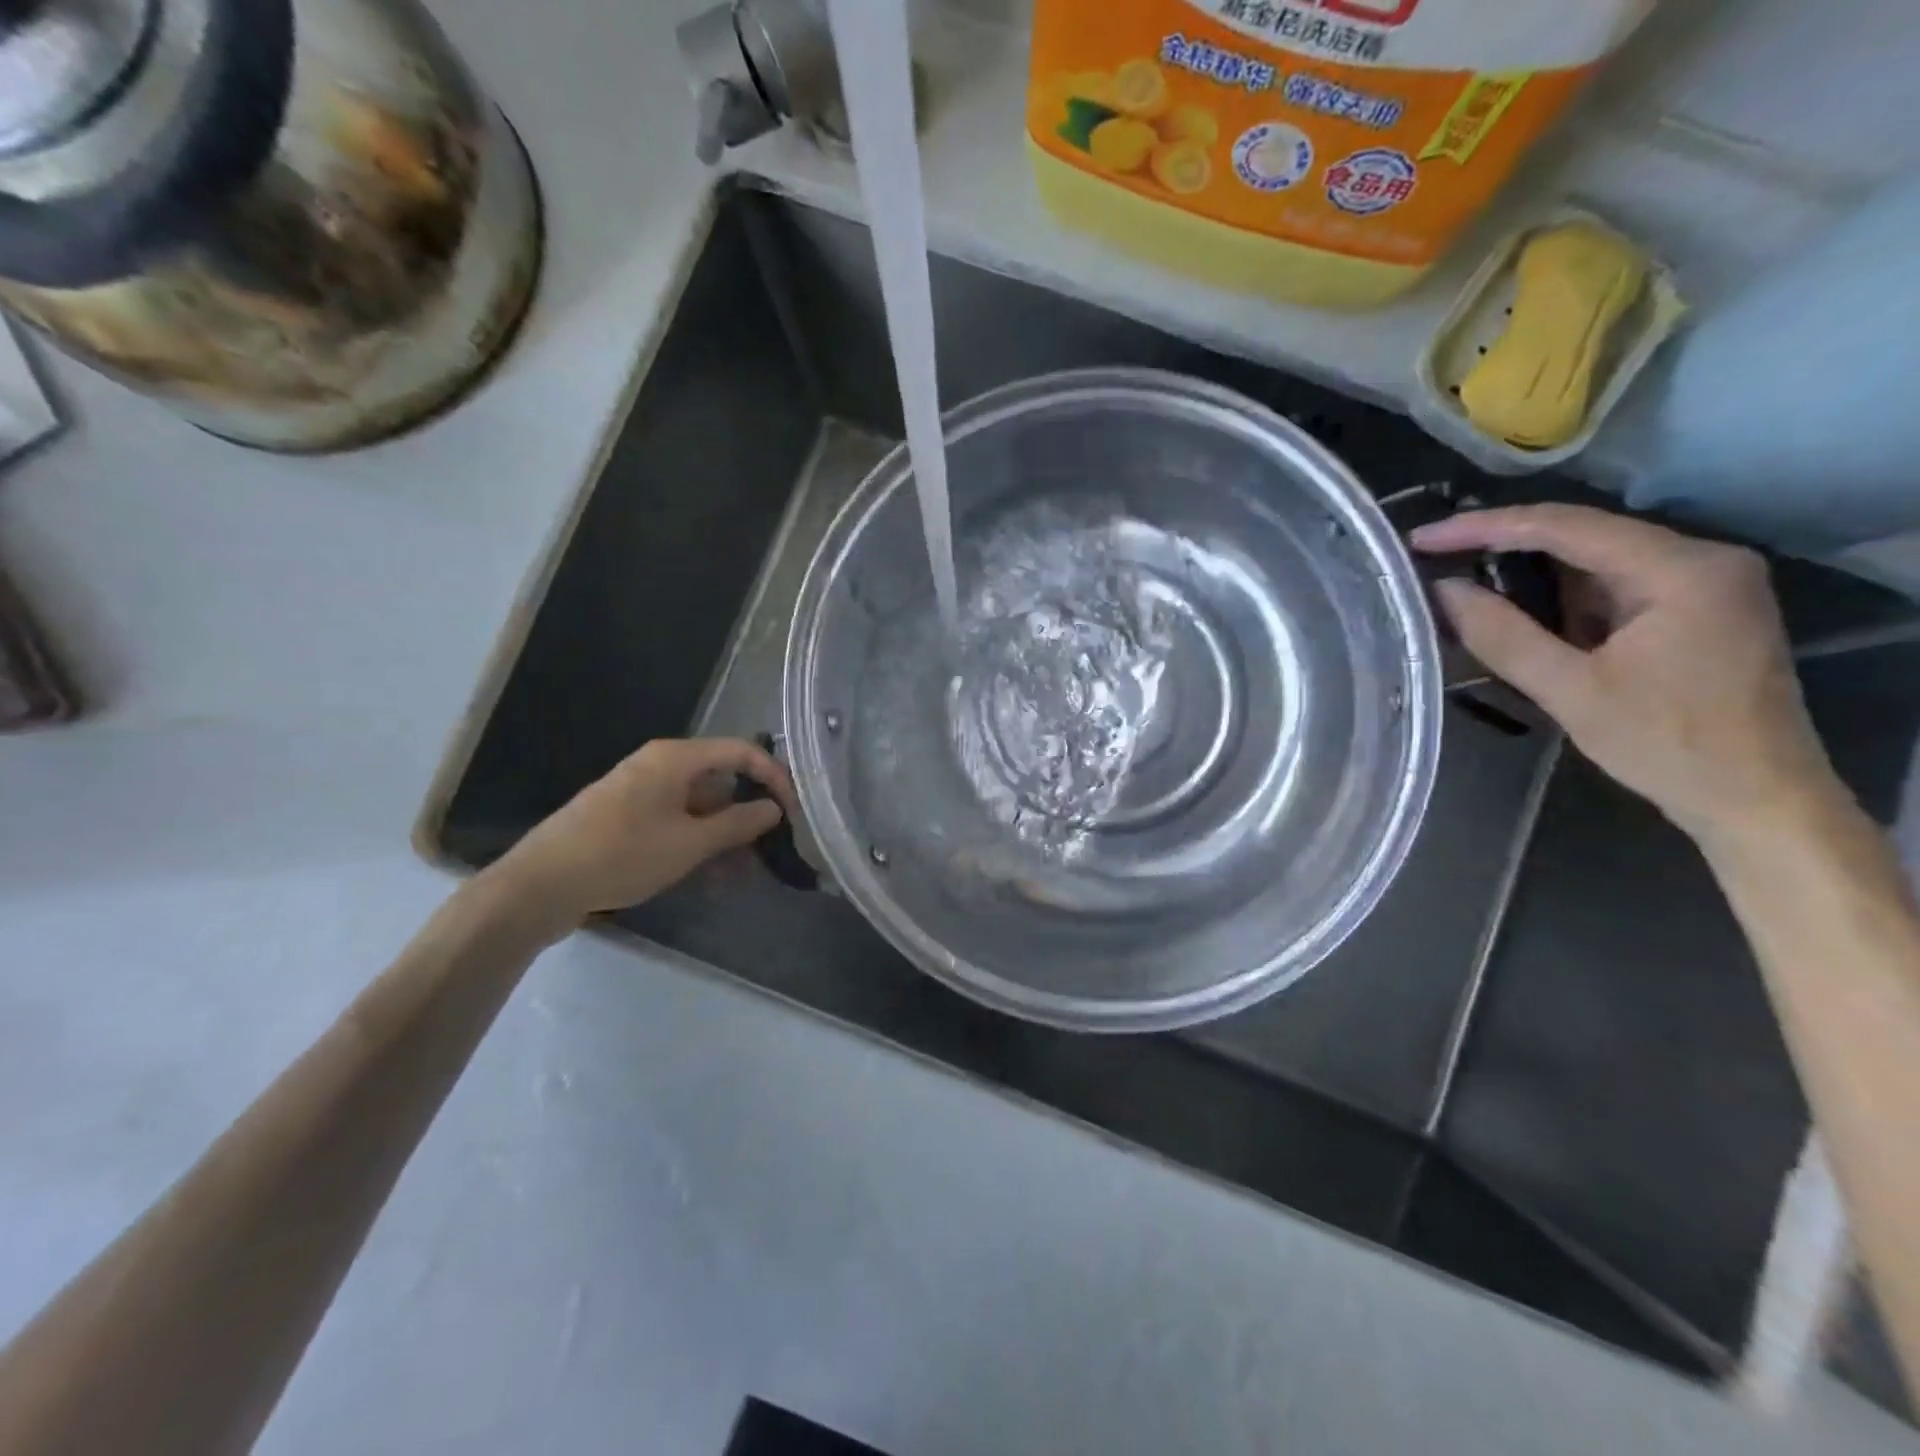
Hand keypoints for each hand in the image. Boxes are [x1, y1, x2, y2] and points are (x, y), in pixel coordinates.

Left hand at [489, 737, 797, 924]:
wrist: (539, 885)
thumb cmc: (621, 855)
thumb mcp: (689, 843)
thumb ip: (737, 824)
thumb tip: (773, 808)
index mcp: (675, 757)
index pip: (742, 751)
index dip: (774, 777)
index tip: (794, 811)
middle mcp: (660, 764)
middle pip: (721, 777)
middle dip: (749, 811)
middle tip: (772, 846)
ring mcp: (641, 790)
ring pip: (700, 804)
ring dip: (725, 833)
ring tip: (744, 870)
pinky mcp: (628, 814)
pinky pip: (677, 818)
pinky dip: (698, 840)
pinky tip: (710, 874)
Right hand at [1411, 504, 1846, 844]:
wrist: (1757, 800)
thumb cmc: (1667, 744)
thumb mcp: (1571, 691)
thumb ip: (1503, 635)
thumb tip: (1442, 590)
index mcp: (1681, 569)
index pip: (1566, 527)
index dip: (1485, 527)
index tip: (1423, 538)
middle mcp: (1701, 560)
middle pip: (1584, 535)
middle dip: (1505, 544)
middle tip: (1435, 554)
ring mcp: (1703, 585)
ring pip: (1595, 561)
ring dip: (1530, 571)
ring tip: (1462, 578)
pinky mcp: (1694, 611)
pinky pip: (1612, 586)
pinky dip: (1560, 596)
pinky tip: (1518, 608)